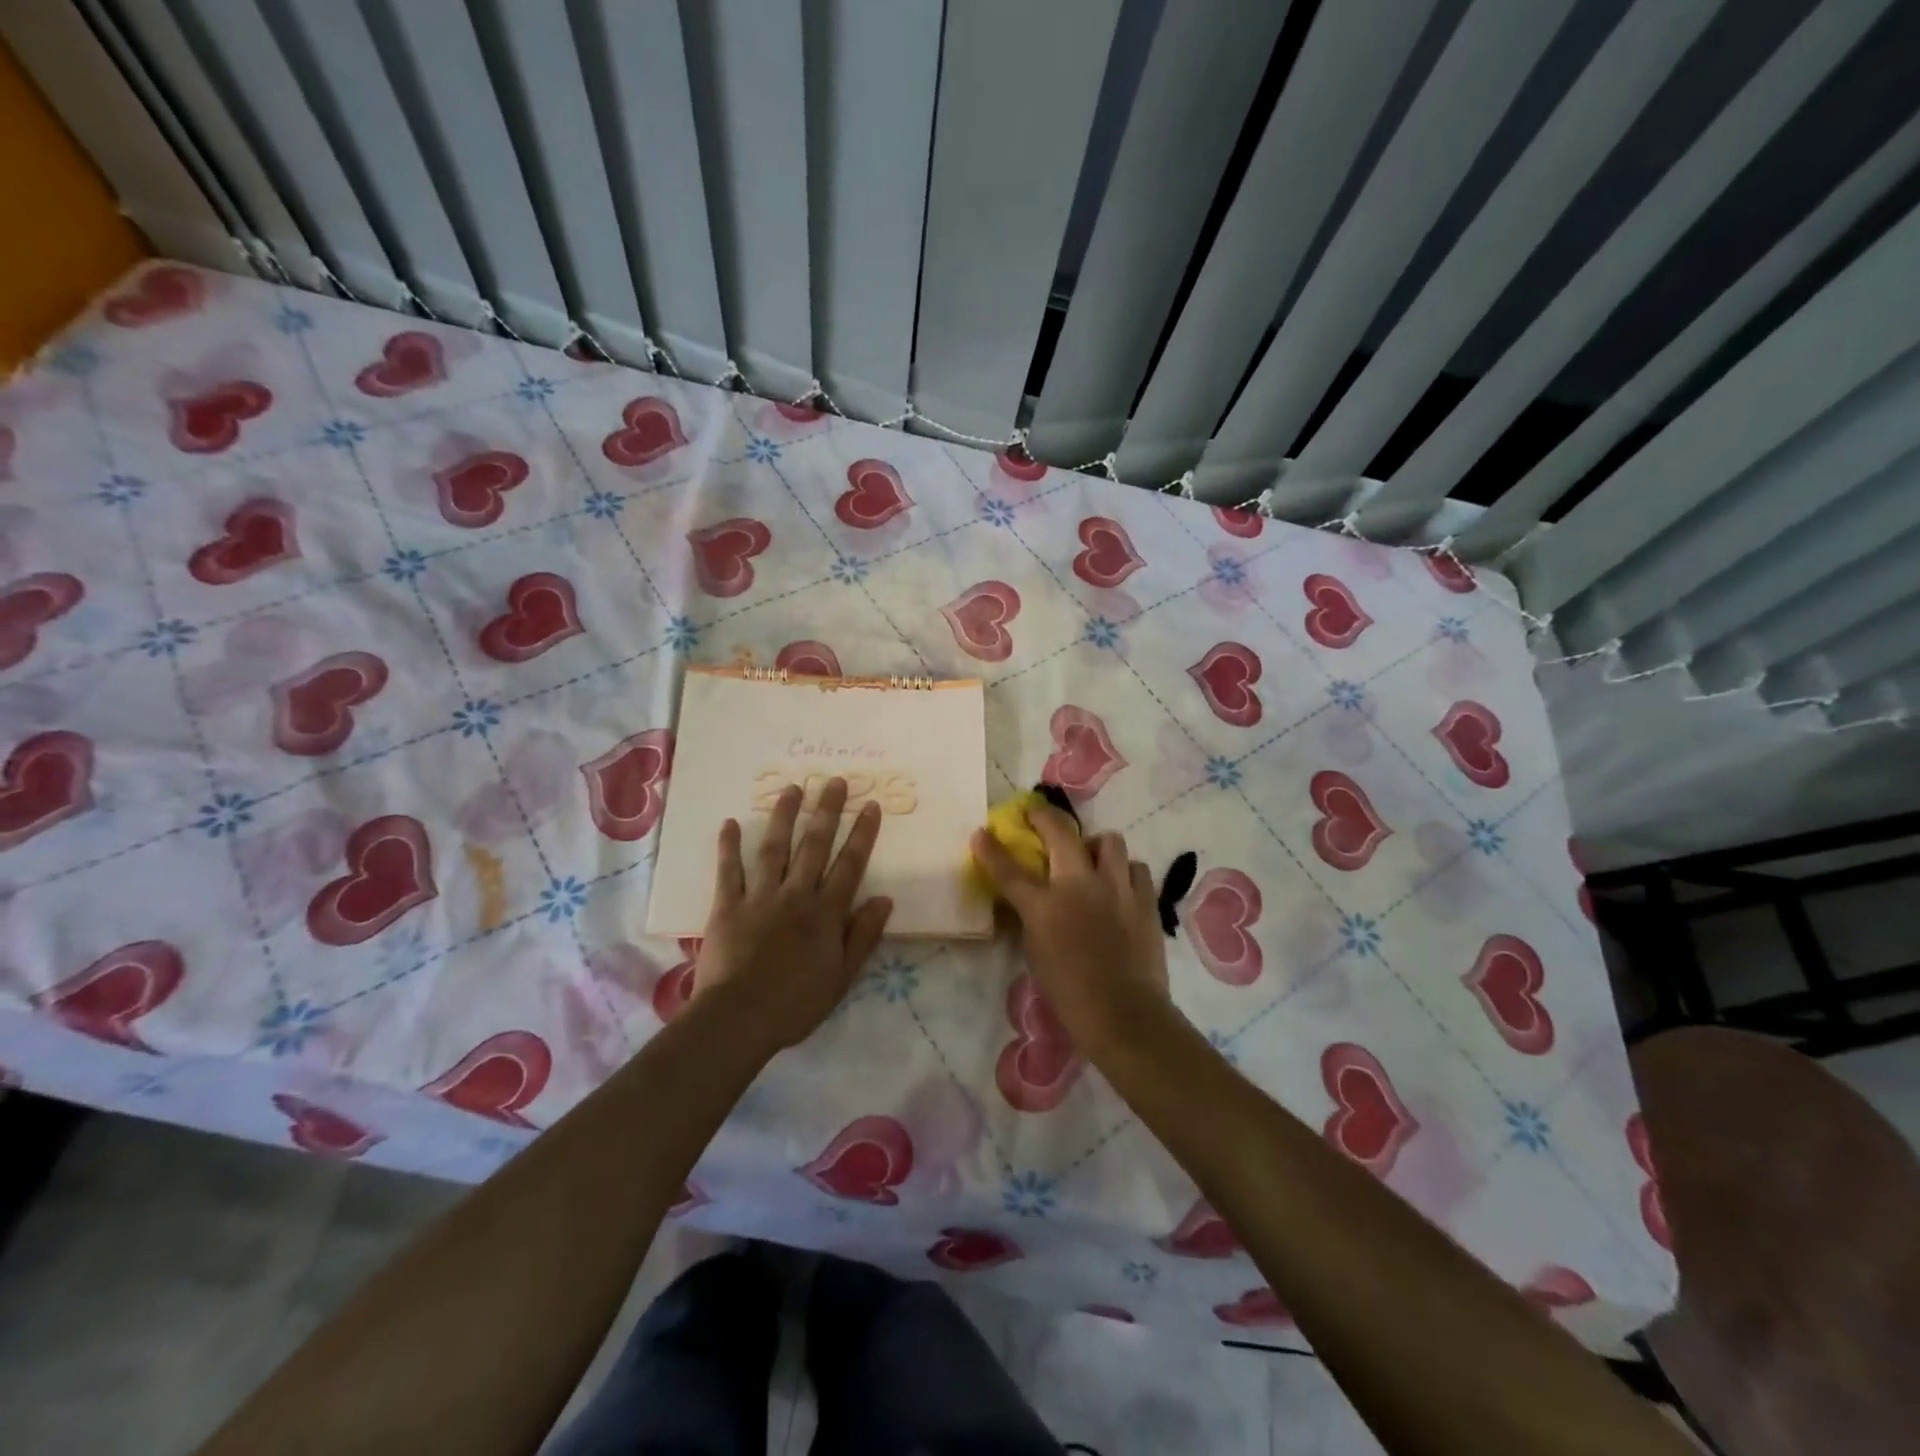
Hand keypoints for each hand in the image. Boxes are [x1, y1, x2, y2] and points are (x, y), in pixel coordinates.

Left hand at [693, 778, 892, 1051]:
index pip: (849, 865)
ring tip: (792, 789)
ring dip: (784, 816)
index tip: (870, 805)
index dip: (862, 834)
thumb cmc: (795, 1004)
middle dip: (827, 811)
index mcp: (825, 914)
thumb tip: (884, 899)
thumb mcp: (842, 978)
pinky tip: (729, 822)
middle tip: (834, 780)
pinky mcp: (727, 906)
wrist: (739, 1019)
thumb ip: (863, 936)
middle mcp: (796, 895)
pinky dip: (728, 846)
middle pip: (814, 845)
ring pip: (774, 848)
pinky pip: (728, 871)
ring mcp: (759, 897)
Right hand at [970, 804, 1171, 1054]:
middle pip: (1060, 833)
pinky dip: (1125, 872)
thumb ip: (1032, 918)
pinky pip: (1135, 868)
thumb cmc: (1070, 993)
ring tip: (1093, 860)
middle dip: (1044, 817)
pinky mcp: (1145, 898)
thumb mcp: (1036, 952)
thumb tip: (1032, 899)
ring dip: (1096, 846)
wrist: (1123, 1014)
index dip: (991, 849)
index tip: (981, 832)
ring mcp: (1116, 888)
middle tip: (1037, 815)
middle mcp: (1079, 886)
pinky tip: (1121, 886)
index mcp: (1044, 907)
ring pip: (1109, 841)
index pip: (1009, 870)